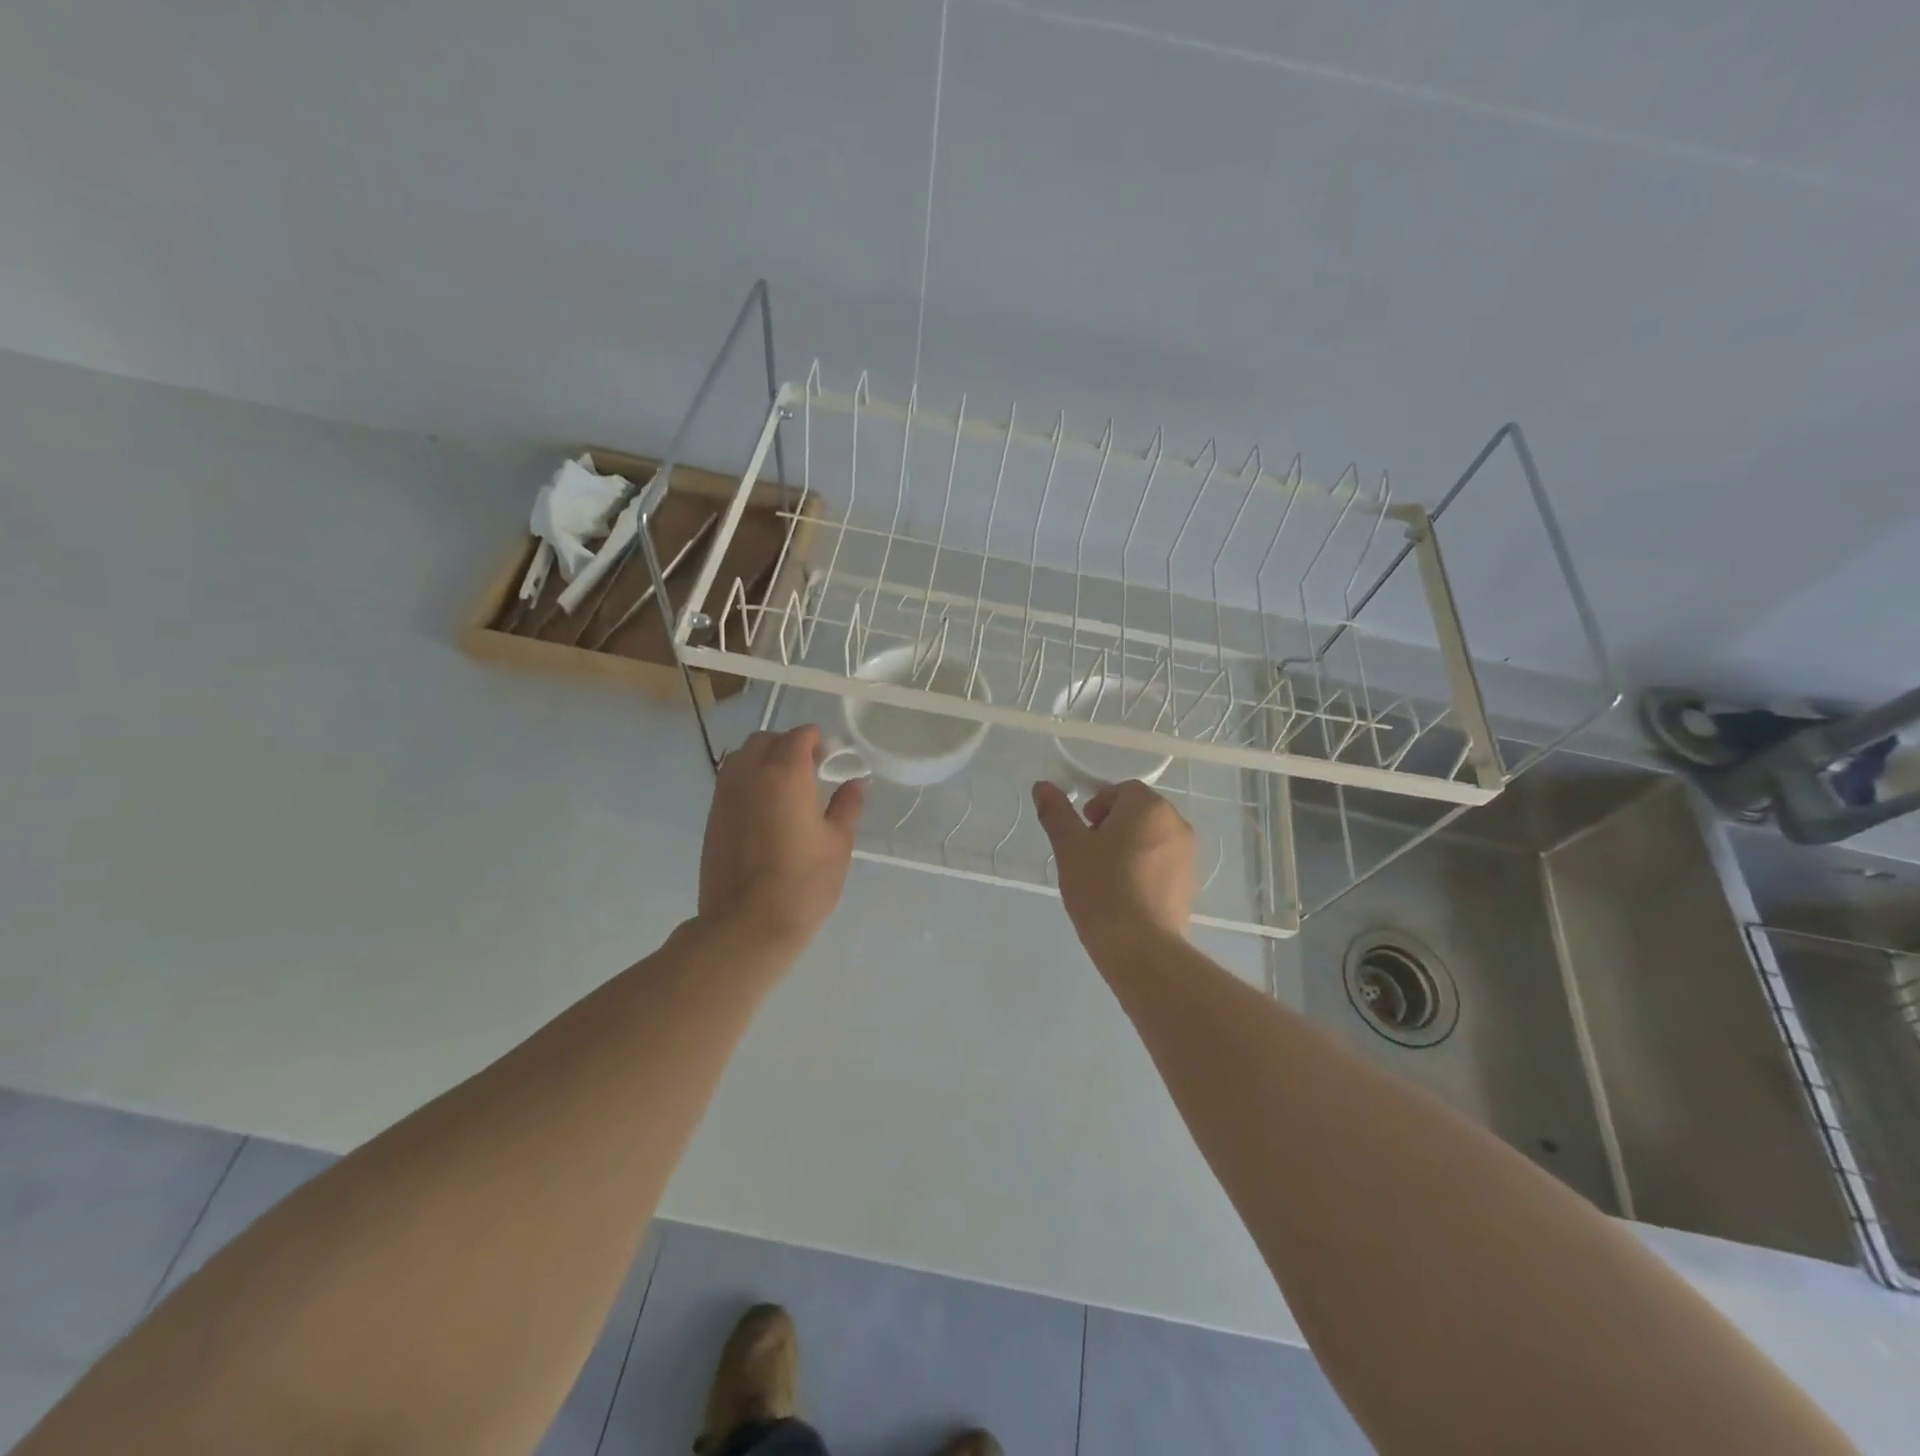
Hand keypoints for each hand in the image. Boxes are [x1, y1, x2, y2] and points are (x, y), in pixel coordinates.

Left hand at [699, 726, 864, 952]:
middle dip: (789, 746)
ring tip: (786, 788)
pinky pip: (730, 781)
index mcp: (785, 773)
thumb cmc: (803, 883)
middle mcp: (750, 774)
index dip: (819, 742)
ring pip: (742, 757)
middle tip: (811, 771)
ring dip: (764, 760)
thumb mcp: (838, 843)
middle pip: (766, 740)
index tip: (832, 761)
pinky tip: (766, 809)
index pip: (800, 736)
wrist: (747, 925)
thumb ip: (847, 805)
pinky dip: (748, 781)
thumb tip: (855, 783)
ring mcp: (725, 795)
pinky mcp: (712, 816)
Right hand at [1032, 779, 1196, 960]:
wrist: (1140, 947)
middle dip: (1113, 826)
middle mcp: (1176, 823)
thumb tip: (1042, 786)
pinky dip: (1145, 869)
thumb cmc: (1101, 887)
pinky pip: (1163, 863)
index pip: (1120, 791)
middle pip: (1138, 812)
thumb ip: (1056, 812)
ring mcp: (1189, 855)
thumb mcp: (1069, 847)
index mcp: (1149, 807)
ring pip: (1151, 838)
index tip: (1082, 834)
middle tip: (1090, 855)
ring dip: (1129, 847)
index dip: (1097, 807)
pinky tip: (1126, 895)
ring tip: (1106, 878)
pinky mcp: (1191, 884)